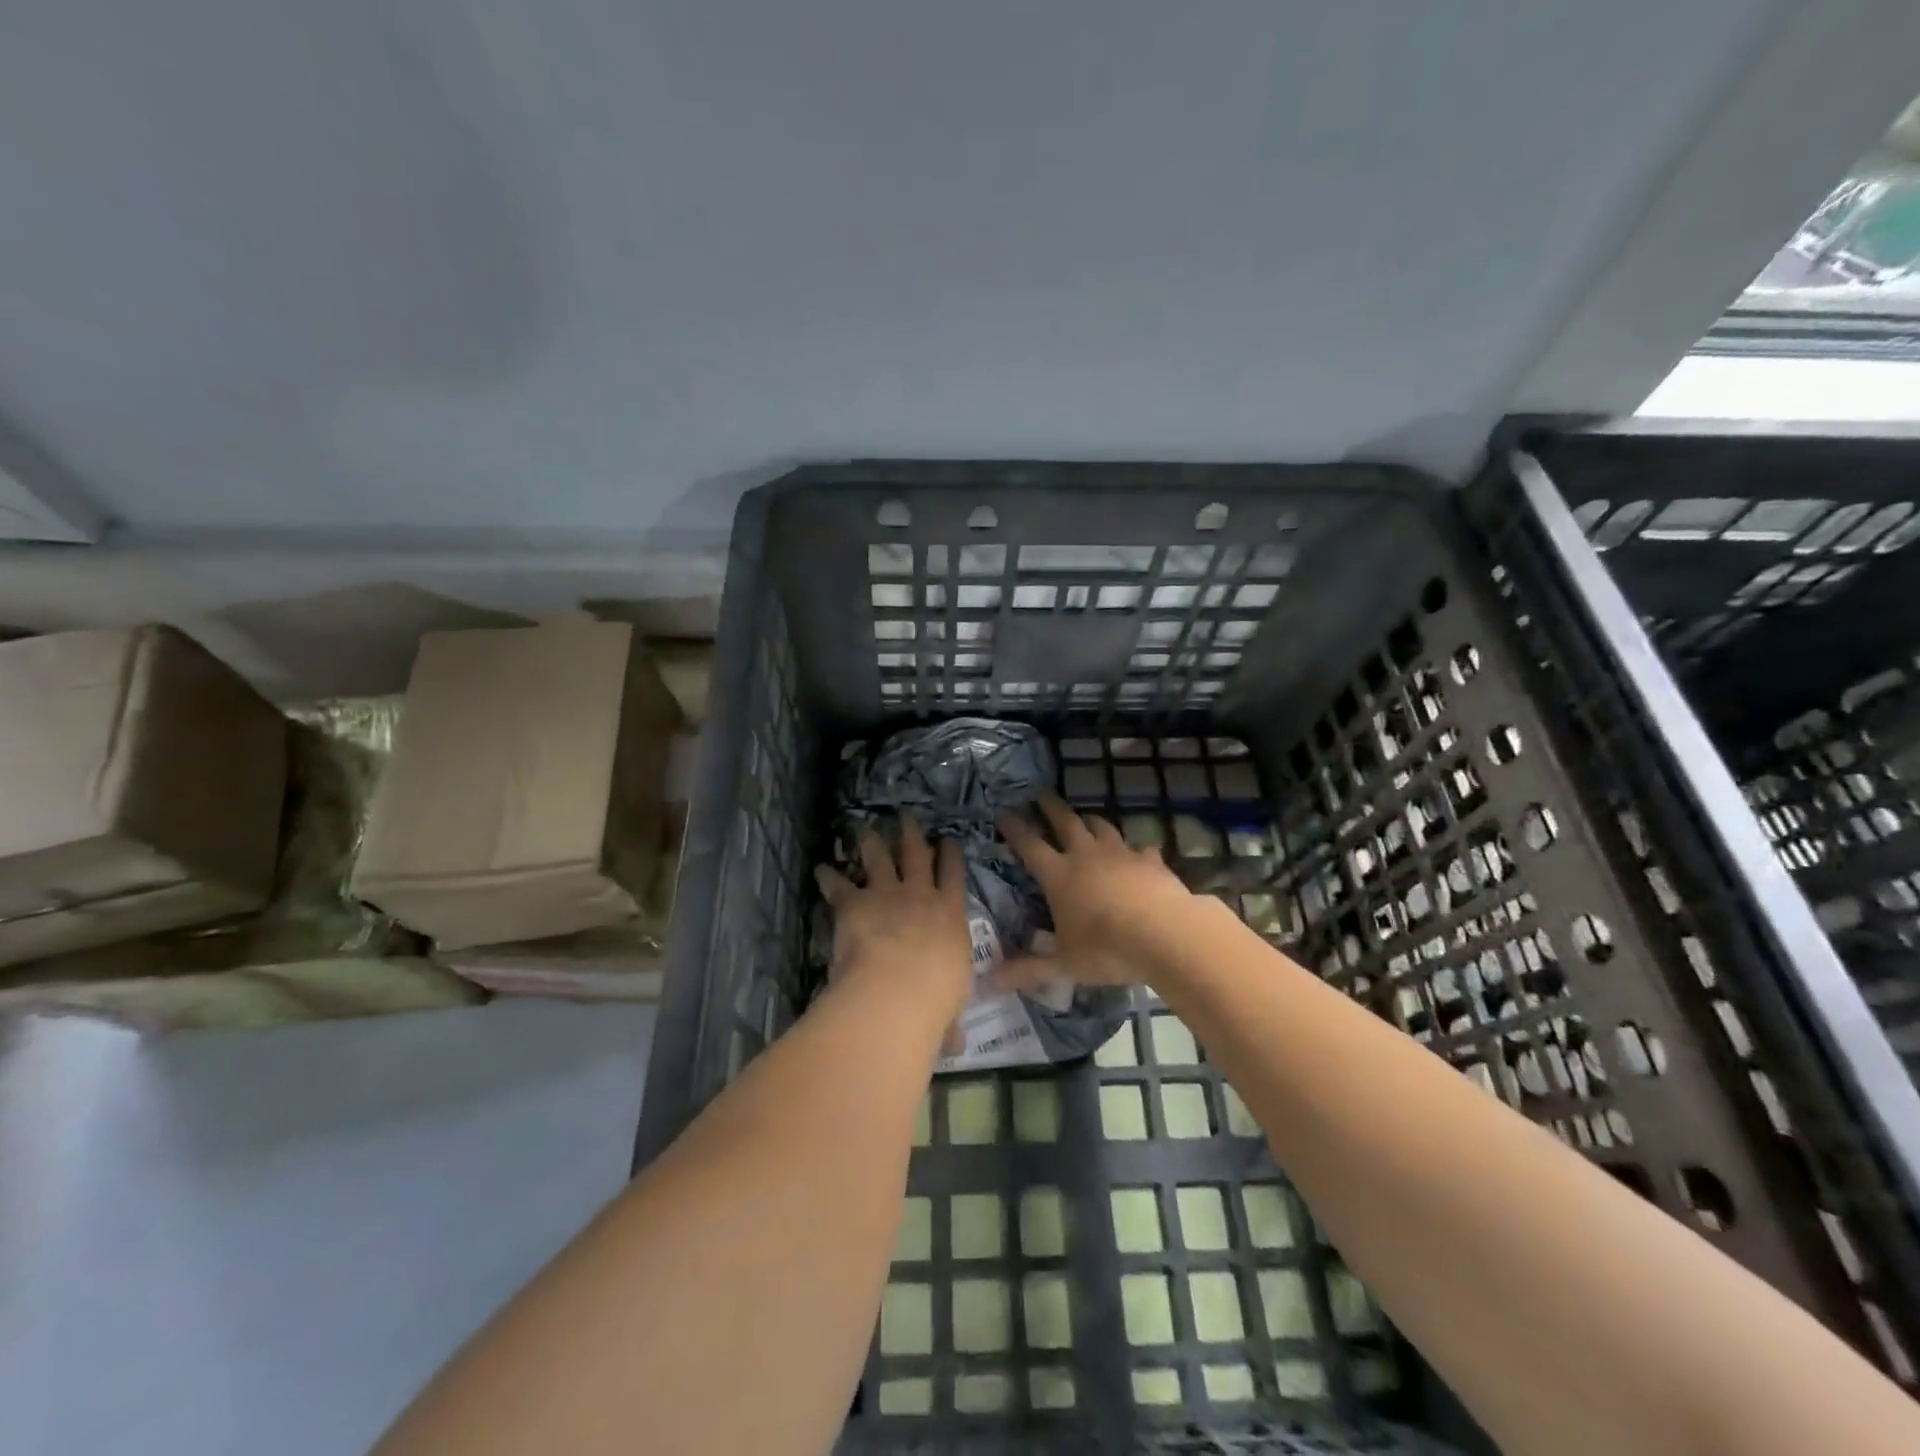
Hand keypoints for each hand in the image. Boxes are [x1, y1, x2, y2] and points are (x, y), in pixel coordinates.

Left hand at [815, 817, 972, 1022]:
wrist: (897, 990)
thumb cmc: (935, 1001)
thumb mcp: (950, 1008)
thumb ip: (949, 1021)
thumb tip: (954, 1046)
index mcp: (951, 916)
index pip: (954, 877)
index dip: (951, 856)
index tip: (948, 840)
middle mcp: (921, 896)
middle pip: (918, 856)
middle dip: (912, 835)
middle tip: (906, 817)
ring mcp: (887, 895)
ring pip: (880, 858)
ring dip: (873, 842)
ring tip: (867, 828)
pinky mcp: (855, 903)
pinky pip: (840, 884)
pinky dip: (829, 876)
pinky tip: (821, 868)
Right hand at [995, 795, 1194, 990]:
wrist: (1166, 934)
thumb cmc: (1107, 948)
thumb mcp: (1064, 965)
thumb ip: (1028, 970)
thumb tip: (989, 982)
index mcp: (1059, 875)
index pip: (1029, 845)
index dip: (1014, 828)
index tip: (1004, 811)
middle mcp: (1086, 855)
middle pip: (1065, 822)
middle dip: (1050, 807)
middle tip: (1040, 794)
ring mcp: (1121, 854)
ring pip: (1101, 827)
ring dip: (1089, 820)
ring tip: (1084, 818)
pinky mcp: (1151, 860)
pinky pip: (1139, 848)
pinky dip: (1134, 849)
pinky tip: (1138, 854)